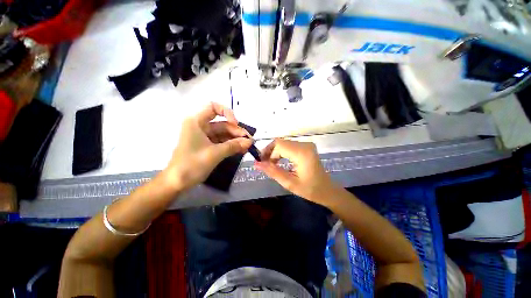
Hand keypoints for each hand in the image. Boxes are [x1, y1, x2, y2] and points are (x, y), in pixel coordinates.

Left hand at [160, 102, 252, 191]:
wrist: (177, 182)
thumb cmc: (192, 165)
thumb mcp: (215, 154)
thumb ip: (234, 146)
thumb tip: (250, 141)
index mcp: (197, 122)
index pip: (213, 107)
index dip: (227, 113)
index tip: (236, 124)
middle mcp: (200, 126)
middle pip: (222, 124)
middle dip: (236, 132)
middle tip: (249, 141)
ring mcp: (204, 136)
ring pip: (223, 134)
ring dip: (236, 140)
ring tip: (247, 147)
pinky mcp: (207, 145)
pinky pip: (222, 142)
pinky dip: (231, 145)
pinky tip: (241, 150)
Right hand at [255, 139, 339, 205]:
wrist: (327, 190)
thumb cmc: (310, 190)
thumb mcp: (289, 183)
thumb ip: (272, 172)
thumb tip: (256, 164)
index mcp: (302, 153)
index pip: (278, 145)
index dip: (267, 153)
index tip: (262, 164)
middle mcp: (304, 145)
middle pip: (280, 142)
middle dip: (269, 152)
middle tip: (264, 164)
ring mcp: (306, 144)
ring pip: (283, 143)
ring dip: (275, 152)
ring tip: (271, 164)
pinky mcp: (306, 146)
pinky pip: (289, 145)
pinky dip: (281, 152)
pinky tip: (279, 161)